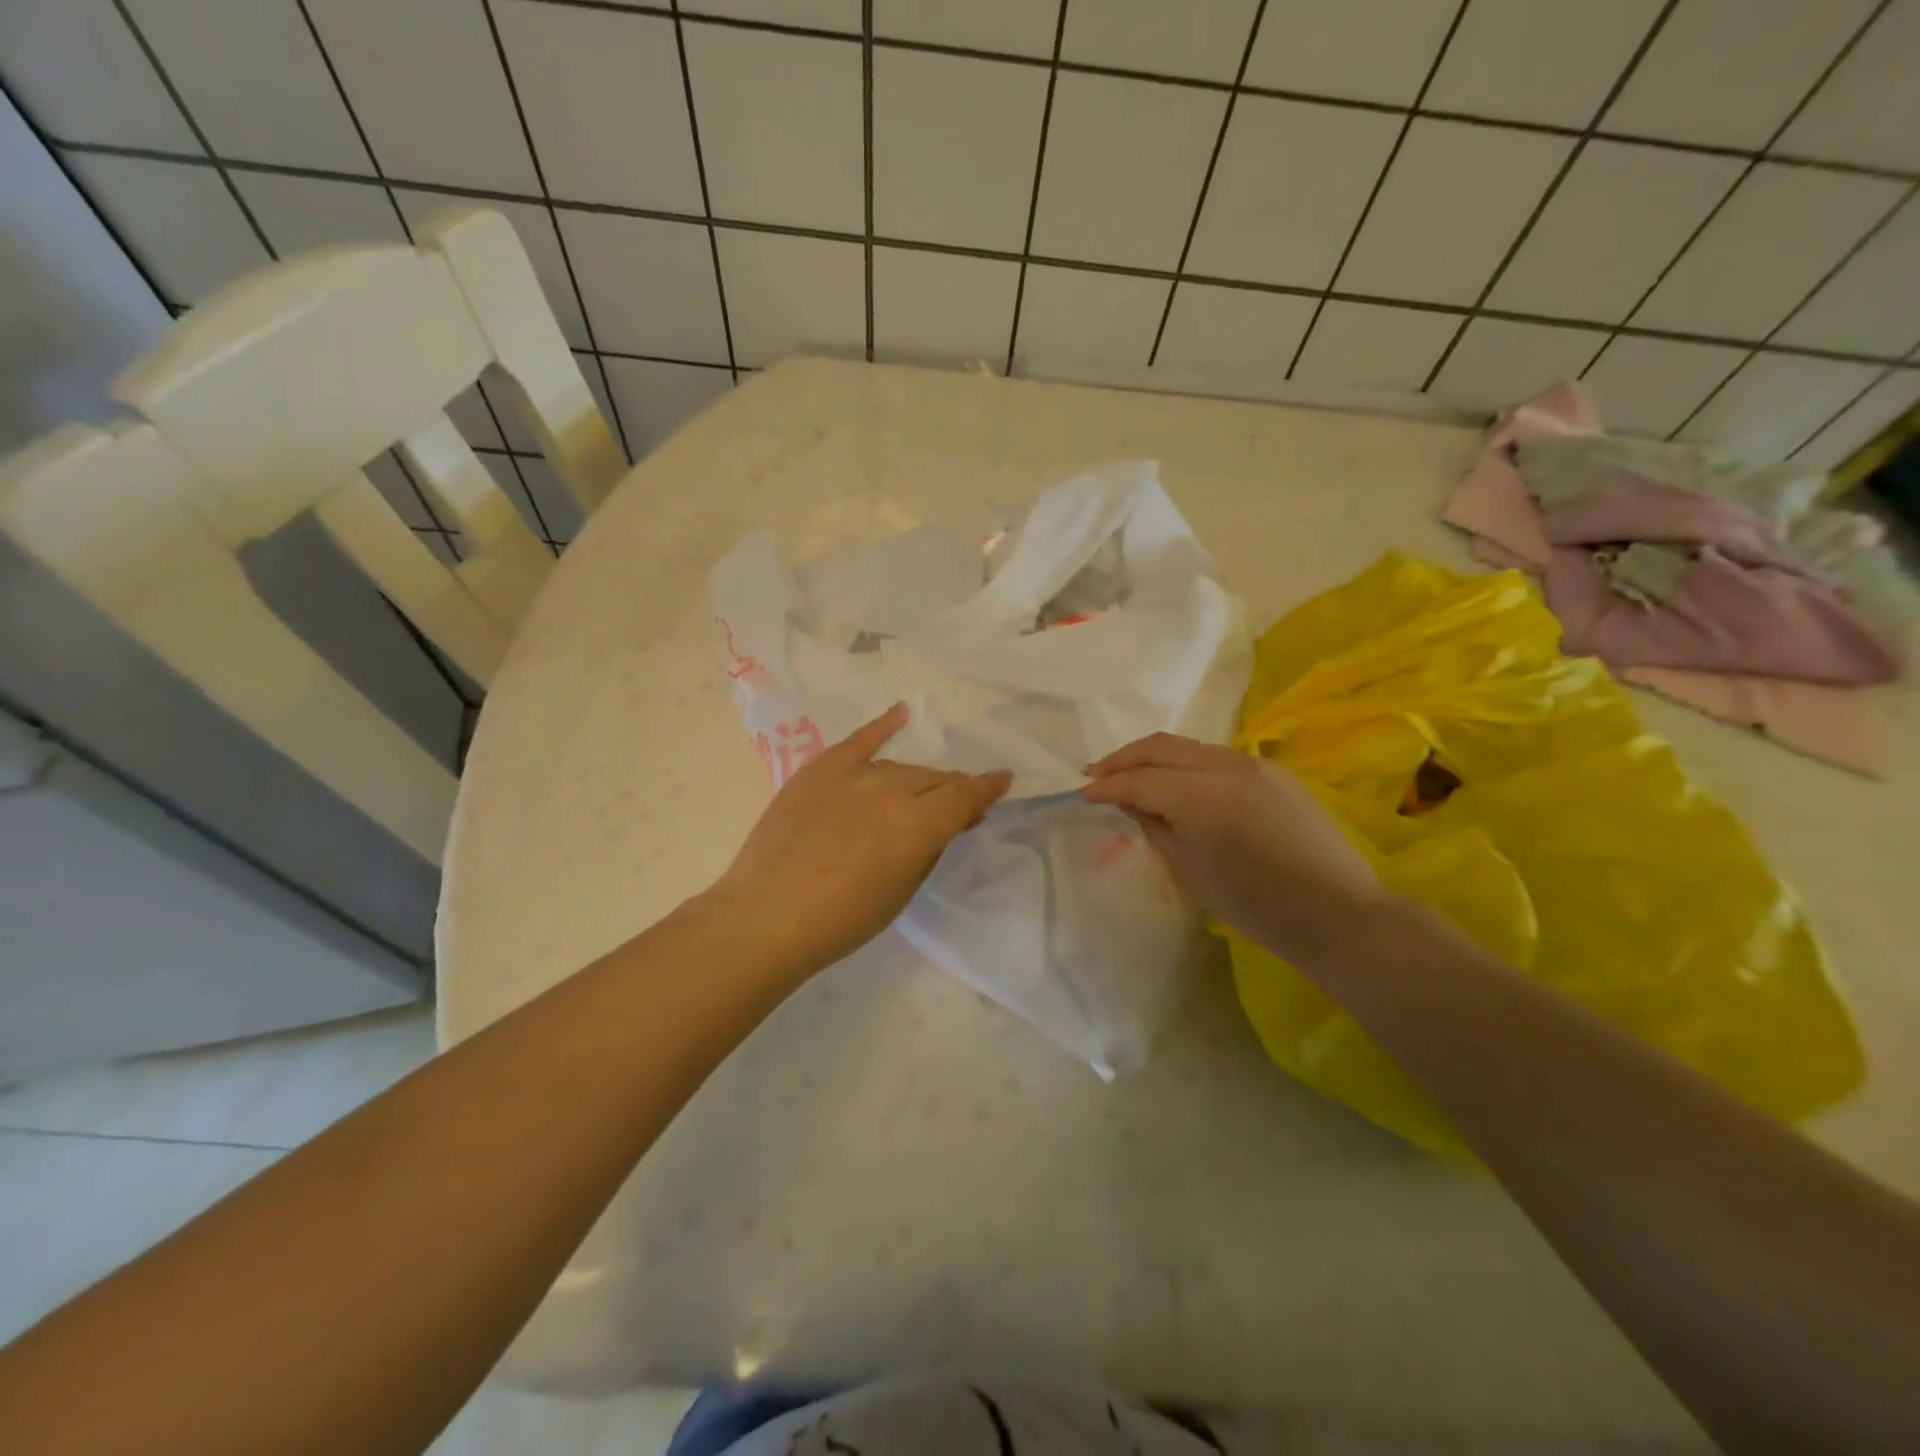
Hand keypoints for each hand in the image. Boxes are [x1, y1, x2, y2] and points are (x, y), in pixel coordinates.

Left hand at [709, 703, 1011, 975]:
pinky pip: (859, 740)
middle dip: (953, 789)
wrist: (766, 916)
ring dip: (918, 780)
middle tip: (959, 804)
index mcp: (918, 825)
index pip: (965, 797)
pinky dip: (882, 725)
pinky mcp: (821, 769)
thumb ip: (930, 847)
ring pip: (901, 767)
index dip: (988, 788)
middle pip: (935, 780)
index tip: (1003, 780)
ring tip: (922, 792)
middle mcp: (891, 789)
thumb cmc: (842, 920)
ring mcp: (853, 774)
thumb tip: (947, 823)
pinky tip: (900, 712)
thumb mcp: (902, 891)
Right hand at [1082, 733, 1384, 965]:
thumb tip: (1130, 800)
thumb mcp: (1190, 869)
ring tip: (1131, 773)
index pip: (1139, 780)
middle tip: (1096, 773)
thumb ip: (1154, 825)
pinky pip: (1216, 756)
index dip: (1107, 785)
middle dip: (1123, 758)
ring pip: (1188, 746)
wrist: (1334, 911)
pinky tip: (1177, 781)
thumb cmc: (1254, 904)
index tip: (1083, 792)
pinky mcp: (1272, 771)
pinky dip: (1186, 763)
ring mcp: (1252, 763)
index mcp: (1200, 795)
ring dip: (1154, 756)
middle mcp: (1224, 765)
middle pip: (1160, 747)